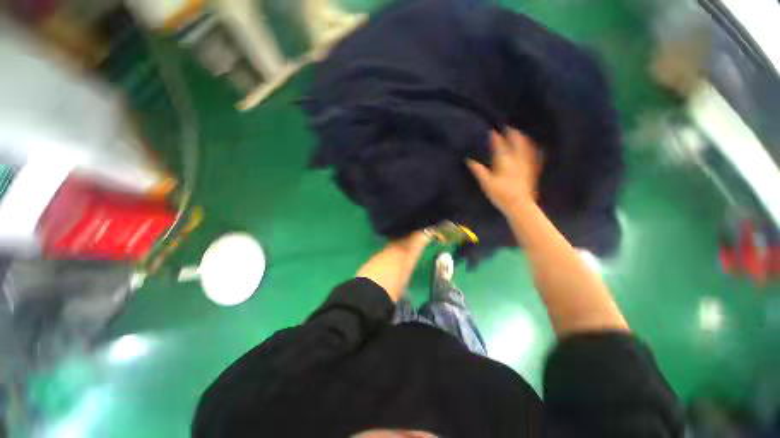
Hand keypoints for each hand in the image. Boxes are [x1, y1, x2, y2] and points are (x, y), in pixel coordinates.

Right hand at [467, 128, 541, 212]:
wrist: (519, 204)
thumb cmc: (500, 194)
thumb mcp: (486, 183)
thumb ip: (478, 171)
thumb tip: (469, 161)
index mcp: (504, 162)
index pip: (499, 146)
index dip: (495, 138)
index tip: (492, 131)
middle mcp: (517, 160)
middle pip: (516, 143)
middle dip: (512, 134)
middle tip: (508, 127)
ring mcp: (526, 164)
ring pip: (526, 147)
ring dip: (523, 139)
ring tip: (520, 133)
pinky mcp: (531, 170)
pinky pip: (534, 156)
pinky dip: (533, 149)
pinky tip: (535, 147)